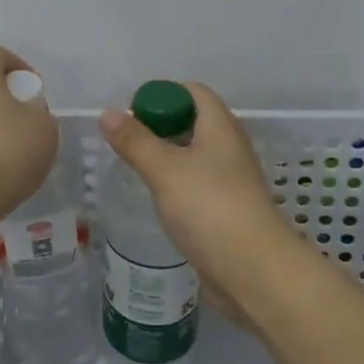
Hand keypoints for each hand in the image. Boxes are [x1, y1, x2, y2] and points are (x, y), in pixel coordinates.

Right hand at [100, 83, 312, 315]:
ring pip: (194, 155)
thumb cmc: (210, 208)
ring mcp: (230, 181)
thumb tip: (109, 113)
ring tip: (135, 166)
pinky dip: (176, 184)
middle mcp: (229, 148)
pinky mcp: (226, 210)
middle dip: (161, 125)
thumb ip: (135, 141)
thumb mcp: (165, 169)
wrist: (254, 272)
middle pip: (194, 121)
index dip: (164, 94)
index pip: (194, 92)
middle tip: (127, 140)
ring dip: (167, 156)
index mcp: (220, 127)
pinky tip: (157, 198)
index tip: (133, 111)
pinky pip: (197, 184)